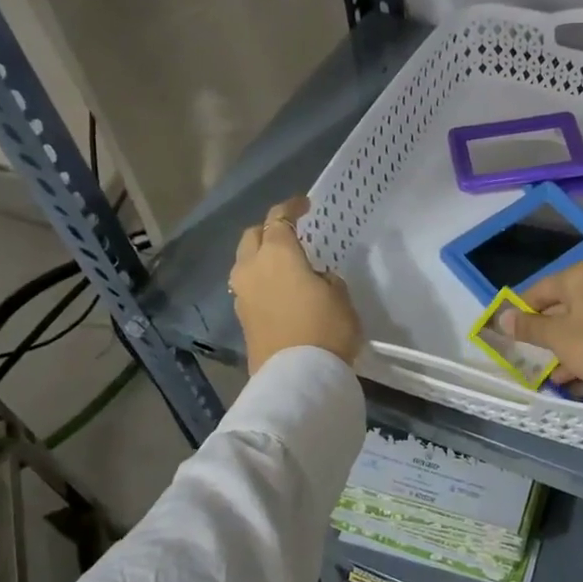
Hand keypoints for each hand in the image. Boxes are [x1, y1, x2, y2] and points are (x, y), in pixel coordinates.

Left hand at [229, 196, 363, 373]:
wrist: (297, 377)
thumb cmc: (326, 328)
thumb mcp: (341, 297)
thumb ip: (326, 279)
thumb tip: (315, 279)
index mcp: (278, 254)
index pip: (279, 219)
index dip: (291, 207)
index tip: (304, 204)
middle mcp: (252, 268)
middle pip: (253, 237)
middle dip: (269, 230)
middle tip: (290, 235)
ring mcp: (242, 294)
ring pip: (245, 263)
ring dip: (261, 258)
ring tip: (284, 265)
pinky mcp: (242, 318)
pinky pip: (248, 287)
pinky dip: (261, 281)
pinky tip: (280, 291)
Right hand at [500, 263, 582, 393]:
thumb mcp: (556, 337)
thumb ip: (528, 327)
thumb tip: (502, 318)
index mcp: (578, 276)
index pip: (538, 290)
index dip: (521, 312)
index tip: (510, 334)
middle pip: (559, 305)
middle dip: (543, 332)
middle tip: (527, 353)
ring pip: (577, 323)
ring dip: (560, 346)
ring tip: (546, 369)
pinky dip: (580, 351)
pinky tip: (567, 377)